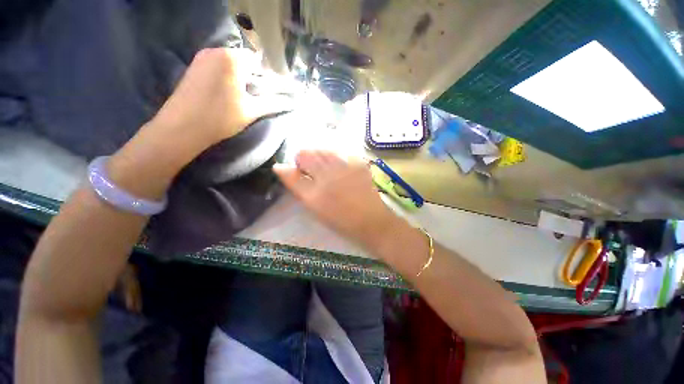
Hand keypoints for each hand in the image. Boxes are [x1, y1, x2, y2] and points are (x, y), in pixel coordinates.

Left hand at [151, 48, 291, 148]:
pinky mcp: (195, 67)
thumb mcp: (252, 111)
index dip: (270, 76)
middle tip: (260, 96)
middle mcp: (216, 51)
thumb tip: (293, 102)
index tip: (274, 91)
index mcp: (232, 58)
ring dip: (242, 78)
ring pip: (232, 65)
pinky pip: (219, 68)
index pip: (259, 61)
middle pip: (245, 61)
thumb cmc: (220, 117)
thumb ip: (274, 103)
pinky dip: (229, 78)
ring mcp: (202, 58)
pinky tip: (230, 94)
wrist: (181, 127)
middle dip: (255, 77)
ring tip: (246, 97)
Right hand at [274, 151, 399, 253]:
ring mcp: (345, 165)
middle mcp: (328, 174)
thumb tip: (280, 167)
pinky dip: (335, 158)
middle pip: (308, 153)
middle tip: (315, 174)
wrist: (370, 220)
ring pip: (323, 150)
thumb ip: (296, 185)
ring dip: (320, 158)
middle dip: (306, 161)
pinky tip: (340, 170)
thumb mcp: (314, 206)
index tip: (301, 173)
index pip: (293, 167)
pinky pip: (339, 152)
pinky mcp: (358, 162)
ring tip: (328, 171)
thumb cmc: (340, 218)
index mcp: (314, 189)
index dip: (295, 167)